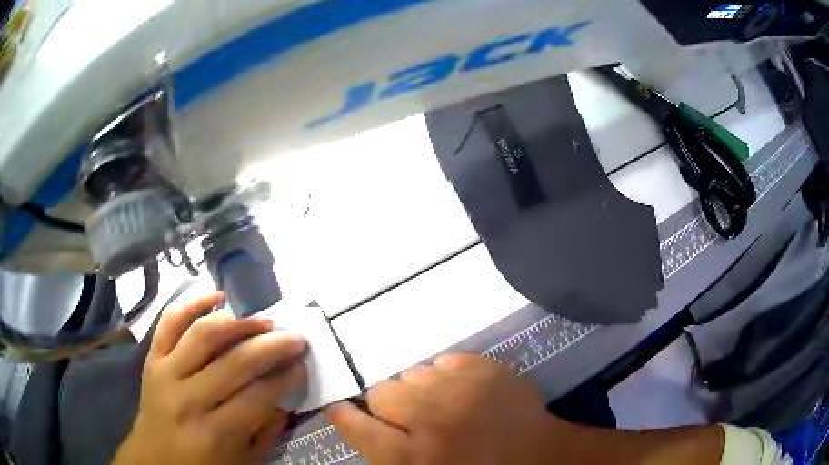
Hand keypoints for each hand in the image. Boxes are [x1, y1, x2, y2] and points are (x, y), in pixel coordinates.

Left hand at [113, 292, 307, 464]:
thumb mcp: (243, 462)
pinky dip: (192, 303)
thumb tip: (285, 399)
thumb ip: (266, 432)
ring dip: (239, 322)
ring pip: (203, 335)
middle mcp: (189, 399)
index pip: (258, 396)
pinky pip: (170, 322)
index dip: (285, 377)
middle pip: (235, 362)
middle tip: (294, 337)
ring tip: (263, 319)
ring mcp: (166, 373)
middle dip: (272, 346)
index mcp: (216, 433)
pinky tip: (216, 295)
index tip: (302, 364)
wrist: (154, 458)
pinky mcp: (152, 358)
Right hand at [326, 354, 566, 464]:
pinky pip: (445, 360)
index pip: (358, 426)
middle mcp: (434, 420)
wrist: (538, 456)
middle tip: (408, 418)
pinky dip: (446, 375)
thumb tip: (358, 421)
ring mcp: (465, 389)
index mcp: (414, 458)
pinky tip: (461, 392)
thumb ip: (387, 453)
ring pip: (413, 373)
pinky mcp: (488, 369)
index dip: (345, 416)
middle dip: (388, 405)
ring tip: (439, 405)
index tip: (342, 410)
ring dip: (419, 389)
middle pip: (382, 392)